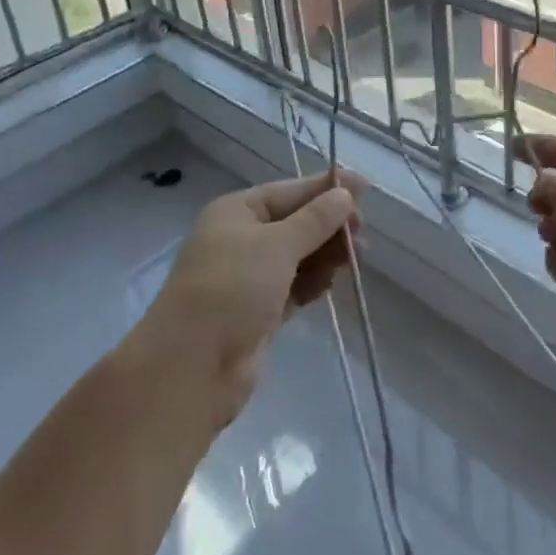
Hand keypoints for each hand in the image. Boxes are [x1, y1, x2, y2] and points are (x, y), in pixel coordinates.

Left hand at [140, 171, 365, 425]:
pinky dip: (315, 282)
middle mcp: (242, 239)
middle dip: (330, 225)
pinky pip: (296, 286)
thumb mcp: (276, 246)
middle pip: (296, 223)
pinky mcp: (259, 312)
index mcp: (237, 212)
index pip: (290, 191)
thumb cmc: (231, 290)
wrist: (191, 368)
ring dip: (327, 254)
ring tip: (357, 259)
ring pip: (299, 256)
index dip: (326, 188)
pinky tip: (334, 282)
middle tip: (362, 234)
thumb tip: (345, 193)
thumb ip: (314, 220)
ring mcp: (250, 277)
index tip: (365, 186)